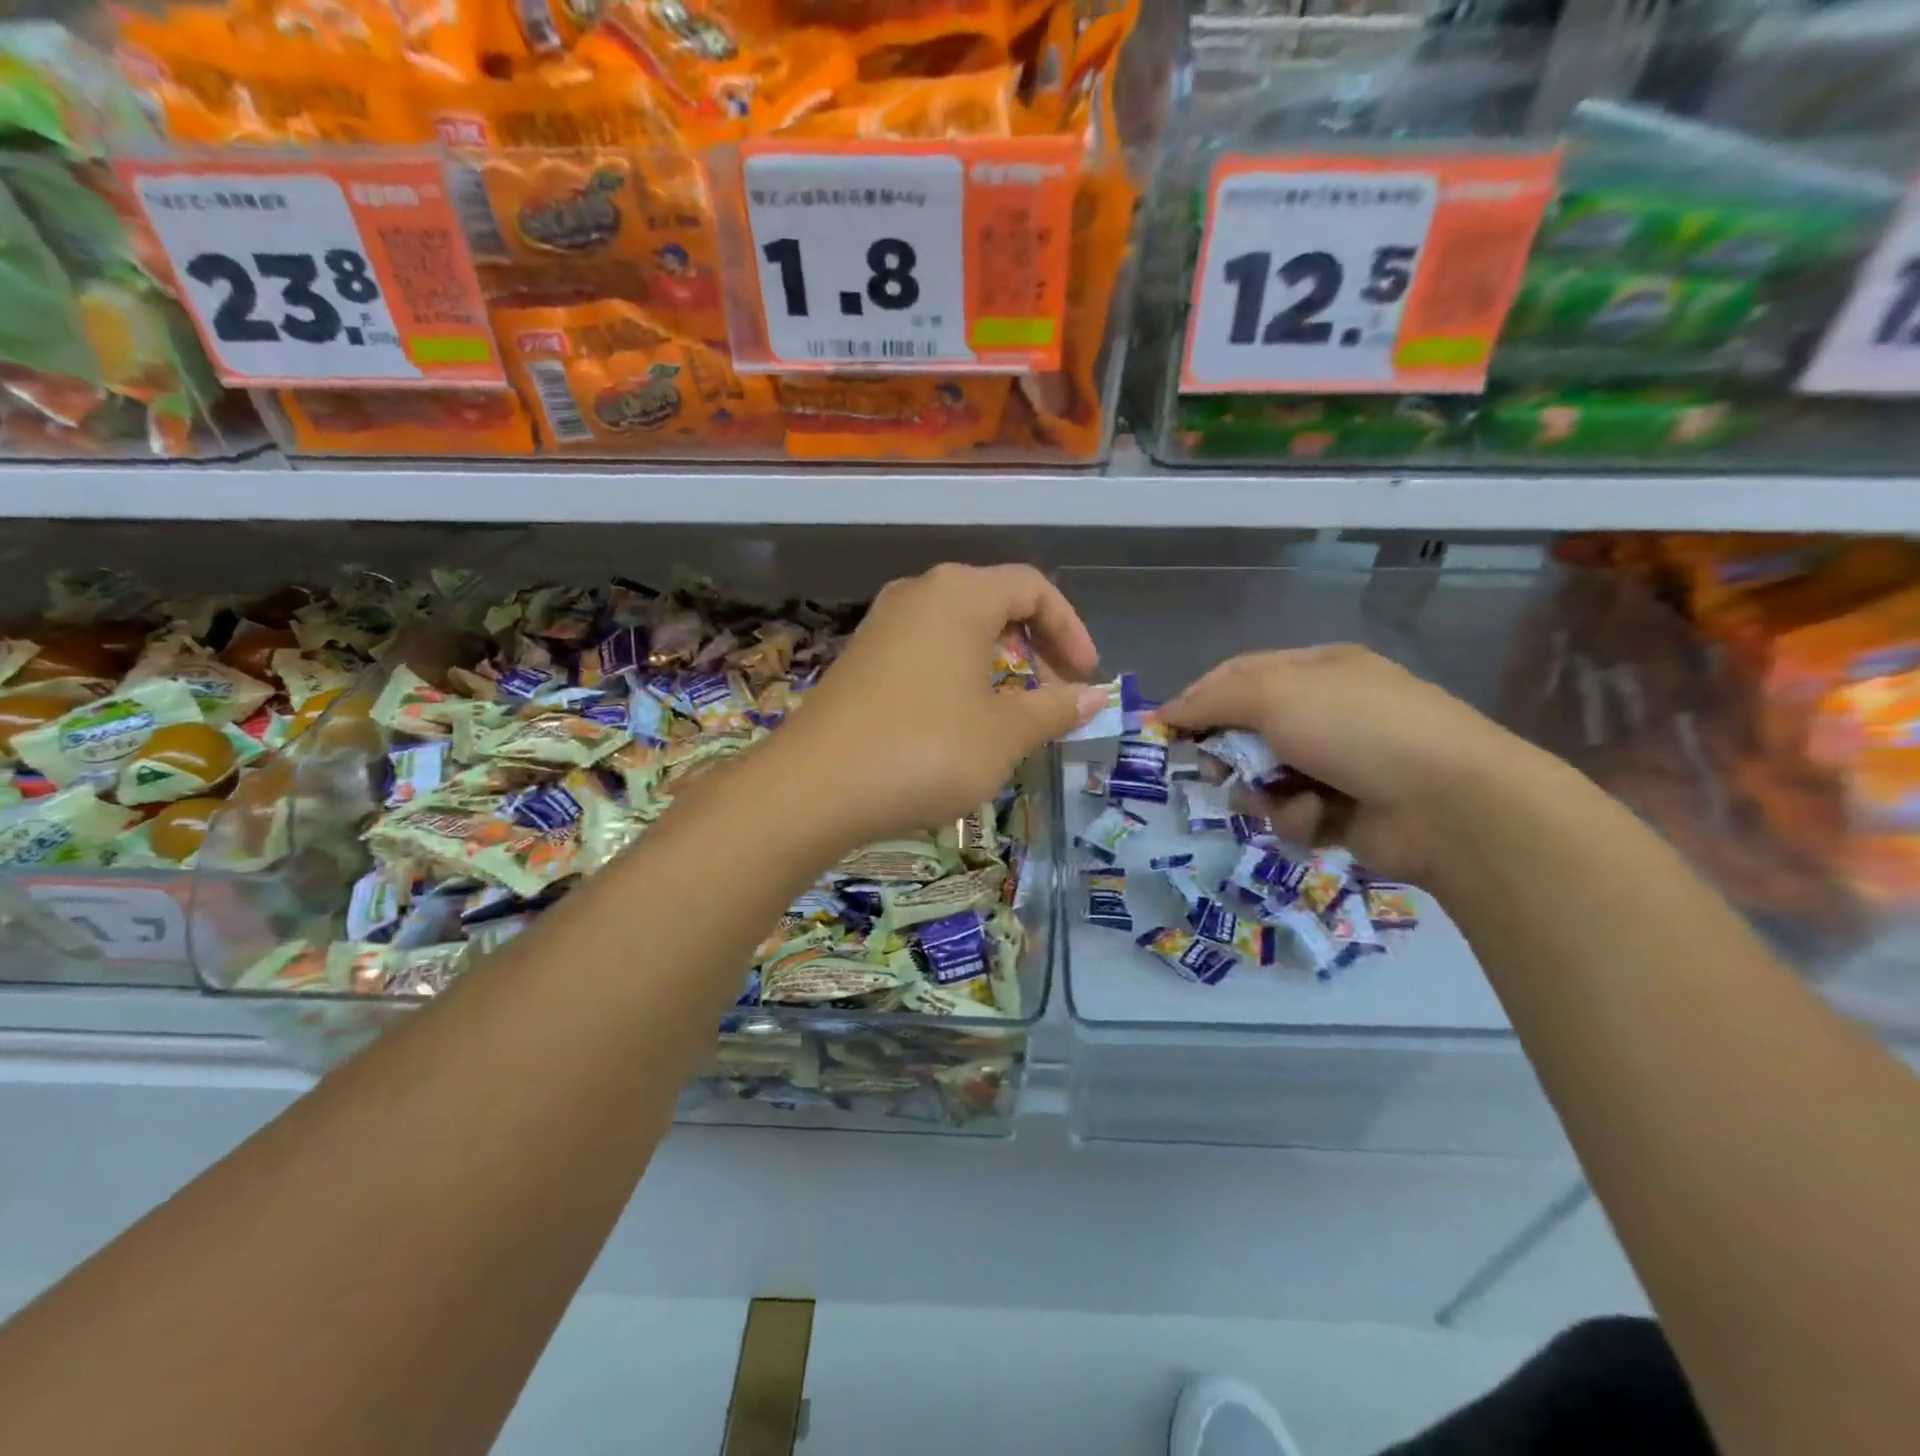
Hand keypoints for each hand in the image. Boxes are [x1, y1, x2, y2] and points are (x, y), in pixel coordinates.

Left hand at [778, 564, 1106, 845]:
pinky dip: (957, 673)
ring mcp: (881, 625)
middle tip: (1054, 691)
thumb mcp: (1004, 733)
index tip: (1086, 677)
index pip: (1033, 587)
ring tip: (1011, 707)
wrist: (815, 787)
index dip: (1070, 629)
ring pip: (956, 628)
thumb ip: (1055, 708)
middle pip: (993, 601)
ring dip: (995, 661)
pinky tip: (958, 718)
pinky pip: (924, 651)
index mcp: (960, 594)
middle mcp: (918, 594)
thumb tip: (1097, 696)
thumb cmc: (926, 749)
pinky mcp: (859, 659)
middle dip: (1034, 644)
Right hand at [1161, 645, 1539, 882]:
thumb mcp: (1274, 695)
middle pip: (1247, 730)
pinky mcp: (1344, 812)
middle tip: (1214, 769)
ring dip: (1260, 791)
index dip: (1199, 698)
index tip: (1166, 727)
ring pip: (1264, 777)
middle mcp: (1326, 713)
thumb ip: (1212, 700)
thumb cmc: (1354, 728)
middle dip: (1228, 751)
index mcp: (1316, 670)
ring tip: (1275, 799)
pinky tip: (1316, 817)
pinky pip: (1292, 812)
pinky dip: (1296, 816)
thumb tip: (1166, 711)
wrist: (1447, 802)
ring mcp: (1338, 764)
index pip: (1239, 676)